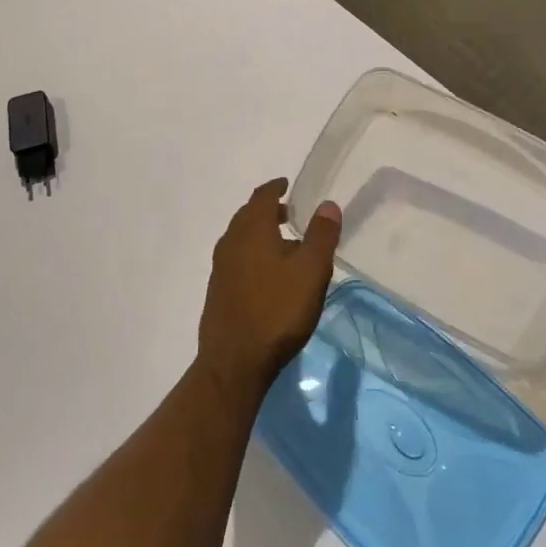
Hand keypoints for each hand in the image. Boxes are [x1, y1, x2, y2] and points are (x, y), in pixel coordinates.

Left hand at [197, 179, 340, 398]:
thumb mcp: (311, 271)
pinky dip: (253, 254)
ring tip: (286, 246)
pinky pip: (238, 259)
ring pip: (242, 239)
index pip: (262, 196)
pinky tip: (270, 276)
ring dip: (261, 235)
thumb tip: (327, 204)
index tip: (287, 185)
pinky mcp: (218, 290)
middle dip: (269, 211)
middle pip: (248, 216)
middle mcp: (230, 241)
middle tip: (291, 214)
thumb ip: (321, 236)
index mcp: (251, 229)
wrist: (234, 360)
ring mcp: (220, 267)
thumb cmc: (277, 310)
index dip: (275, 188)